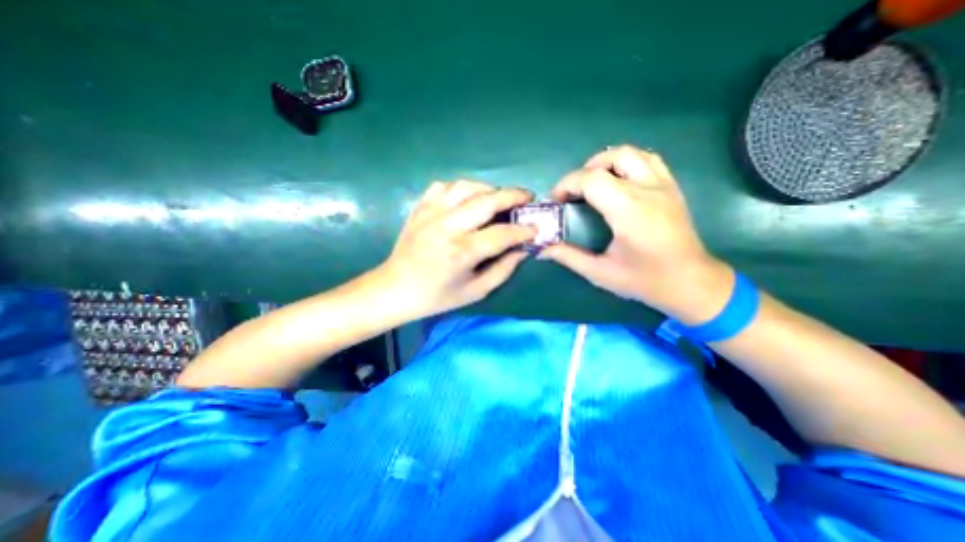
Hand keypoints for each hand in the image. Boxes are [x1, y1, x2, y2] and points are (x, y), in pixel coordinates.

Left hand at [374, 179, 534, 319]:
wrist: (395, 289)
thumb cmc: (437, 296)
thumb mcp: (475, 292)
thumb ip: (503, 270)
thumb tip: (523, 250)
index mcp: (462, 251)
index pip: (502, 234)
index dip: (523, 231)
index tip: (535, 229)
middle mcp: (448, 226)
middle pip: (487, 200)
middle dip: (513, 196)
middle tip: (527, 198)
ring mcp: (431, 213)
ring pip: (466, 186)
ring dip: (488, 189)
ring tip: (498, 198)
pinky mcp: (420, 208)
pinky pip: (444, 186)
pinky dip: (461, 188)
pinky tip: (467, 199)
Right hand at [542, 143, 730, 323]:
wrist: (690, 283)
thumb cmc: (644, 280)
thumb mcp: (600, 272)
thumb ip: (569, 257)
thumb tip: (543, 248)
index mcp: (628, 210)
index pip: (591, 179)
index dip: (567, 184)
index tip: (557, 200)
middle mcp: (648, 190)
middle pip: (612, 158)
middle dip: (584, 171)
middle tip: (574, 193)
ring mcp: (664, 186)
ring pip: (632, 153)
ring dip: (606, 162)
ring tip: (593, 183)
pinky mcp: (672, 188)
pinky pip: (649, 160)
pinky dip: (628, 163)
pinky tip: (619, 182)